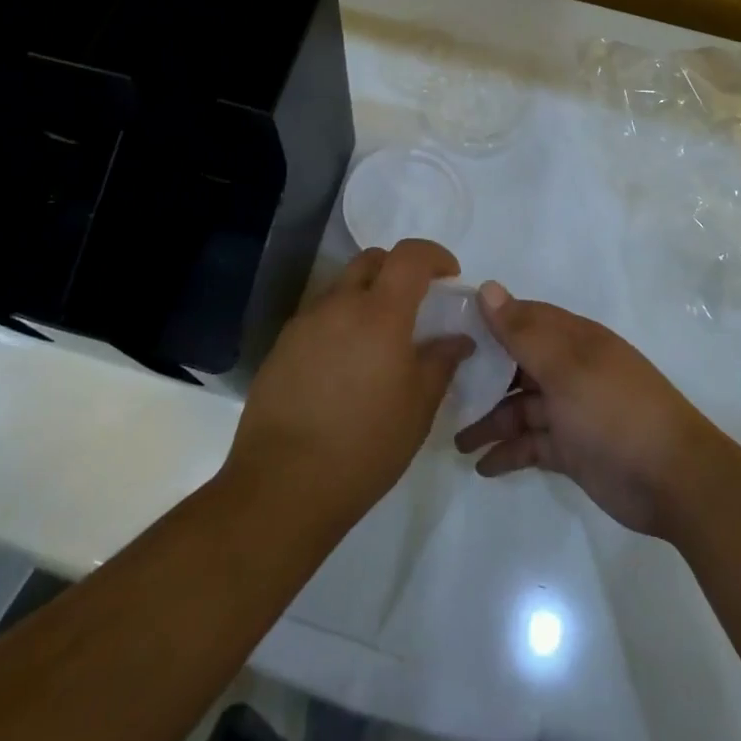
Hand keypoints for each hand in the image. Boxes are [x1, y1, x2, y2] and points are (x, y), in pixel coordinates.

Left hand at [224, 239, 470, 530]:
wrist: (282, 485)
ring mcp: (305, 323)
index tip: (449, 275)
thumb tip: (458, 338)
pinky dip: (340, 323)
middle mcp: (339, 304)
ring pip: (342, 288)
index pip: (409, 256)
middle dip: (398, 269)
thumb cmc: (364, 446)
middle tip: (415, 304)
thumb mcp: (418, 408)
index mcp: (379, 313)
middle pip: (371, 261)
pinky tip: (344, 367)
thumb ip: (441, 362)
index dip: (434, 255)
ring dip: (366, 297)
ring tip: (378, 342)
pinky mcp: (282, 345)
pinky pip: (319, 317)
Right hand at [454, 283, 734, 539]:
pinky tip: (482, 466)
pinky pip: (531, 444)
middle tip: (441, 390)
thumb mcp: (566, 368)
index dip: (487, 322)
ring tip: (456, 441)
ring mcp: (570, 410)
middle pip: (516, 364)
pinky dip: (508, 453)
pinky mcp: (572, 449)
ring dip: (490, 421)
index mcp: (572, 340)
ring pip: (520, 407)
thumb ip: (523, 332)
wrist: (675, 481)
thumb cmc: (616, 411)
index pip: (522, 318)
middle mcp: (569, 369)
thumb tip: (487, 288)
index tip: (447, 330)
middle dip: (481, 376)